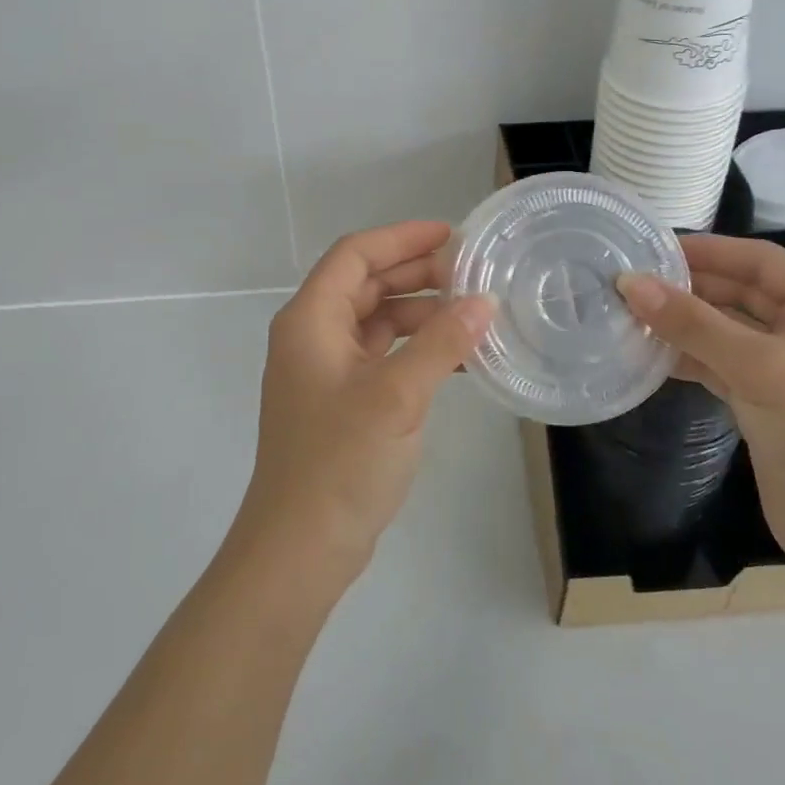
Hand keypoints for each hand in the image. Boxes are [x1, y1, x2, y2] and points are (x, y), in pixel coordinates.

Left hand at [235, 221, 494, 586]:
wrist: (301, 548)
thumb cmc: (340, 461)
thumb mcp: (396, 395)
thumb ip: (440, 343)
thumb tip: (483, 301)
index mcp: (310, 320)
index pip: (355, 255)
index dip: (401, 238)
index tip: (451, 236)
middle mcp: (312, 336)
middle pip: (365, 284)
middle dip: (415, 272)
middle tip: (470, 271)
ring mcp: (325, 371)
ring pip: (375, 321)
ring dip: (420, 312)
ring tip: (472, 312)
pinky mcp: (342, 402)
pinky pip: (381, 356)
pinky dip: (414, 348)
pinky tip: (455, 356)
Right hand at [615, 234, 784, 580]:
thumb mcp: (759, 368)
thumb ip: (693, 323)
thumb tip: (630, 282)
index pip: (760, 261)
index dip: (709, 250)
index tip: (653, 248)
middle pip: (741, 294)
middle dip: (690, 288)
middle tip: (633, 283)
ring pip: (727, 331)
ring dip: (685, 324)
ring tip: (631, 315)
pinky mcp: (768, 402)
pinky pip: (722, 365)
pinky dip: (690, 358)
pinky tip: (651, 356)